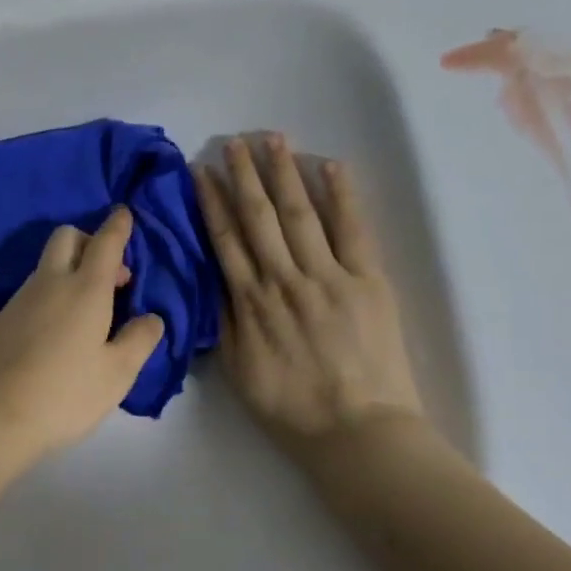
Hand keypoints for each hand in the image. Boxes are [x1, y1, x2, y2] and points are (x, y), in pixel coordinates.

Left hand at [0, 206, 165, 473]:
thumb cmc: (66, 394)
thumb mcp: (117, 373)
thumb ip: (140, 339)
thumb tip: (151, 317)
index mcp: (84, 289)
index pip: (105, 243)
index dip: (118, 226)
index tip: (124, 213)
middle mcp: (50, 283)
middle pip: (66, 238)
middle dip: (90, 241)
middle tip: (111, 277)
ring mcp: (20, 299)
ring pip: (47, 265)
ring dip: (71, 269)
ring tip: (90, 312)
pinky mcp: (2, 319)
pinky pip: (33, 289)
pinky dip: (52, 292)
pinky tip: (59, 330)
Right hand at [194, 134, 424, 462]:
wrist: (358, 431)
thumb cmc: (292, 407)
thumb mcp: (239, 370)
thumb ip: (225, 321)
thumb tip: (214, 279)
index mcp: (251, 303)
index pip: (225, 240)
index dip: (211, 203)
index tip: (201, 171)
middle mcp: (284, 280)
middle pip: (259, 217)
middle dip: (244, 176)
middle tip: (234, 141)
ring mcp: (329, 276)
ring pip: (300, 214)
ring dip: (284, 174)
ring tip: (272, 139)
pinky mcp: (368, 281)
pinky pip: (353, 230)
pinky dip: (342, 196)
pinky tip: (330, 166)